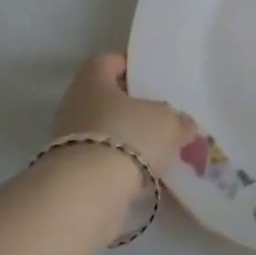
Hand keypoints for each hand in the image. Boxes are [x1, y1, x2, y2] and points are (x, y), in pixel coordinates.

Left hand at [50, 52, 193, 175]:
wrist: (88, 193)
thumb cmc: (128, 136)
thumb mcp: (168, 122)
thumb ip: (179, 120)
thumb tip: (186, 125)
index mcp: (92, 79)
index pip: (108, 61)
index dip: (131, 66)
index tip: (152, 76)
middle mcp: (75, 105)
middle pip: (107, 99)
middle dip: (133, 108)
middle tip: (161, 114)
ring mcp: (70, 141)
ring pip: (106, 131)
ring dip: (128, 139)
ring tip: (159, 148)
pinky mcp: (72, 173)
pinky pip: (103, 161)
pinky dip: (121, 165)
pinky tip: (146, 174)